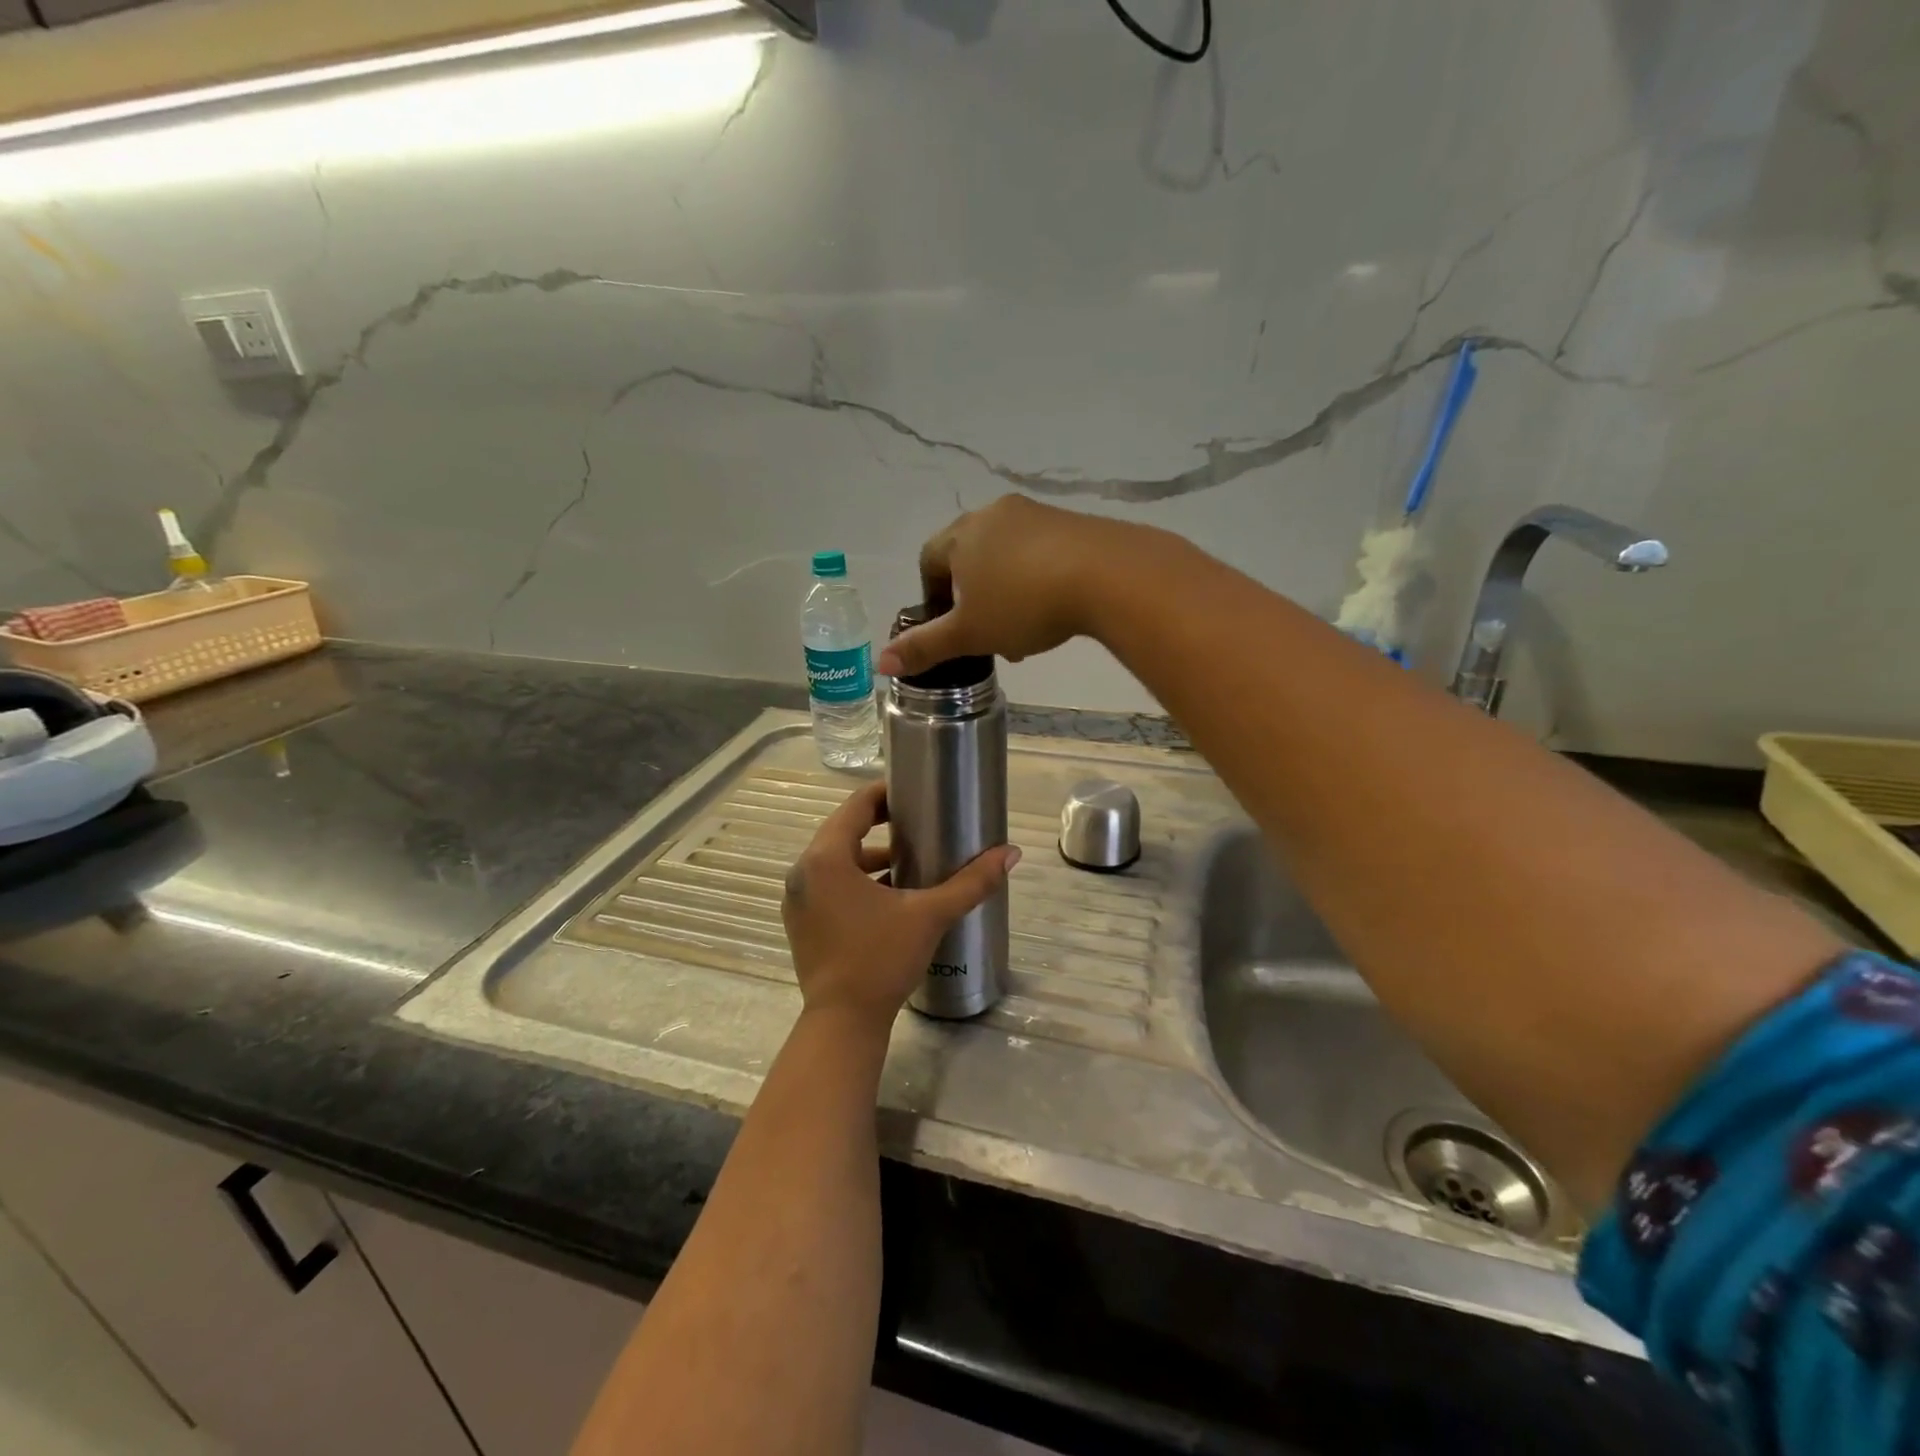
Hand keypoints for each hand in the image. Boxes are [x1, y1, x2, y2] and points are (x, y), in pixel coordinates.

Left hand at [781, 781, 1020, 1030]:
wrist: (843, 1023)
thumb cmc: (881, 960)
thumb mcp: (930, 915)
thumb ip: (971, 882)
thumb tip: (1011, 853)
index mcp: (825, 858)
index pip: (855, 806)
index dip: (886, 794)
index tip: (915, 794)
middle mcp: (803, 872)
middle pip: (844, 831)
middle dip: (880, 825)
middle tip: (919, 823)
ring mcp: (797, 899)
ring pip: (836, 860)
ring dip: (869, 855)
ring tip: (909, 859)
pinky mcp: (801, 922)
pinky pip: (828, 885)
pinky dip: (854, 880)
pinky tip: (888, 894)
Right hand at [875, 496, 1137, 677]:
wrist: (1107, 575)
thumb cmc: (1023, 604)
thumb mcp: (969, 633)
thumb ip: (925, 647)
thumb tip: (879, 663)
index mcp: (961, 535)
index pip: (929, 559)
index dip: (932, 595)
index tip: (948, 625)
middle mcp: (994, 514)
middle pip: (969, 557)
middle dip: (973, 598)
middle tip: (988, 634)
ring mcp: (1036, 514)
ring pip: (1006, 556)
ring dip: (1006, 592)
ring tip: (1023, 632)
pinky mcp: (1072, 522)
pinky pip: (1041, 551)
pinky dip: (1037, 580)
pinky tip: (1054, 610)